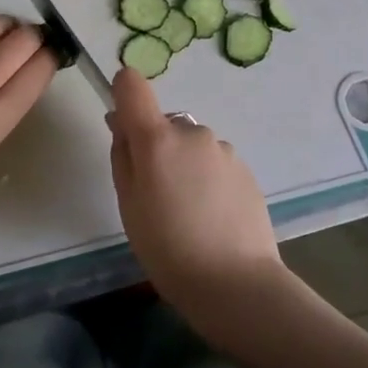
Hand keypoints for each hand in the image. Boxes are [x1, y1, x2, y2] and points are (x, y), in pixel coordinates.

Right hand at [107, 67, 283, 318]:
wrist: (236, 283)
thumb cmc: (167, 248)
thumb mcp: (128, 205)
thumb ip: (122, 156)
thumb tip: (122, 123)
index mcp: (158, 138)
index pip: (133, 85)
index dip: (123, 93)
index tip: (122, 124)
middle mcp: (192, 132)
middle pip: (164, 124)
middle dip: (156, 148)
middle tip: (155, 196)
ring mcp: (223, 149)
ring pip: (191, 146)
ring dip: (184, 165)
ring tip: (188, 213)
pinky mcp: (246, 169)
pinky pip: (214, 164)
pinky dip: (207, 180)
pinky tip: (211, 218)